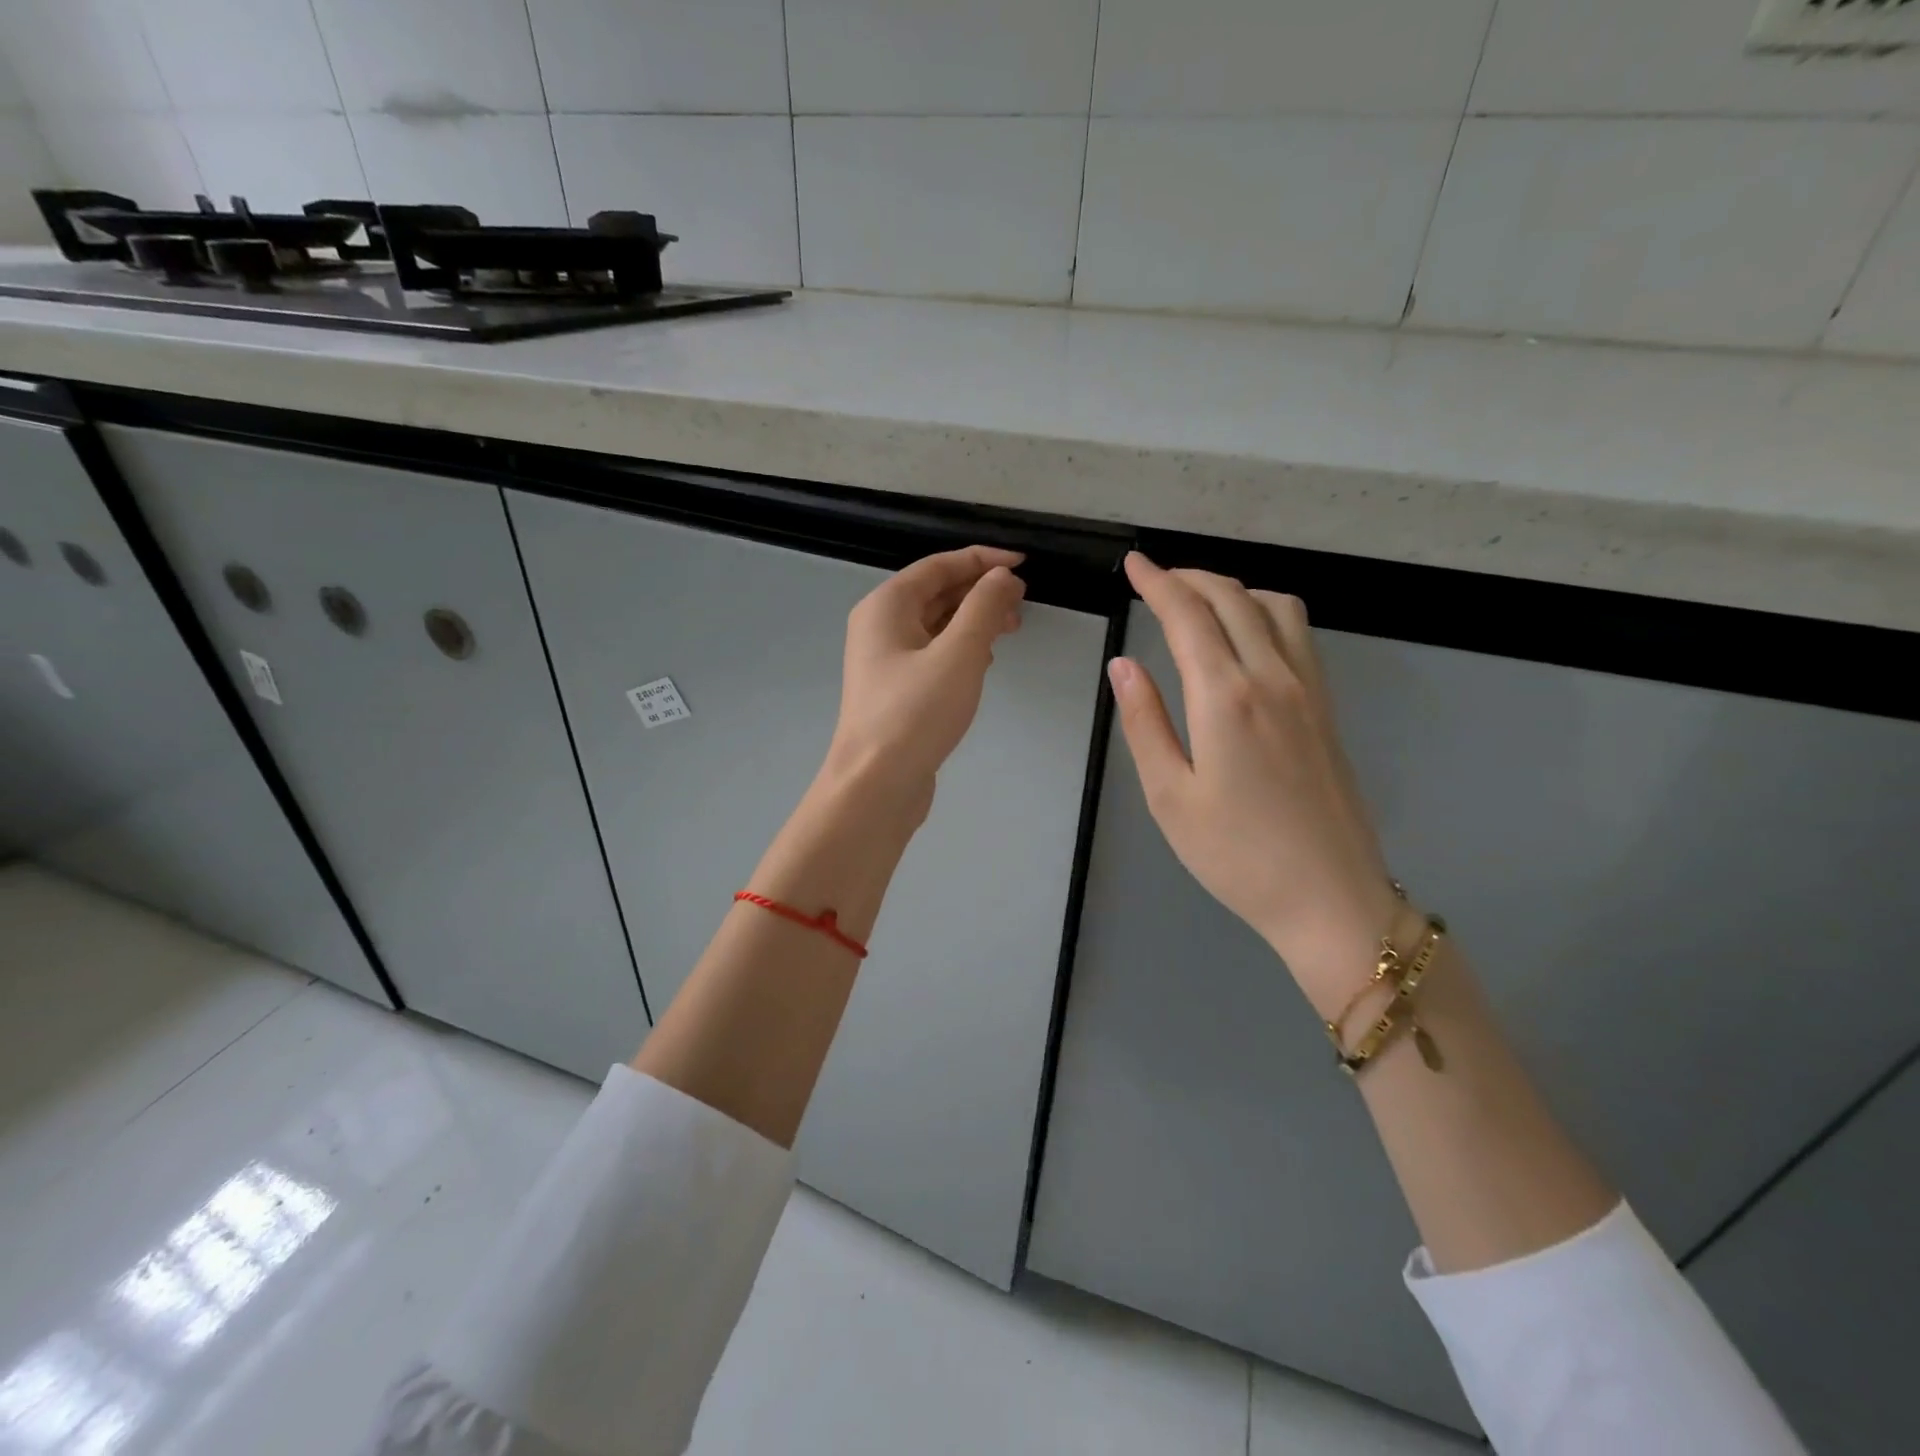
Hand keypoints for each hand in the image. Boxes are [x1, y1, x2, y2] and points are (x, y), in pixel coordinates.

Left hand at [821, 546, 1026, 812]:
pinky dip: (962, 649)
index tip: (1023, 564)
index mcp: (886, 606)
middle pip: (936, 593)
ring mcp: (886, 660)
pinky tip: (985, 662)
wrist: (876, 785)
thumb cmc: (915, 714)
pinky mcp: (897, 690)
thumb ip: (984, 608)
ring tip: (1011, 630)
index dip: (982, 560)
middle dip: (980, 592)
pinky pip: (933, 653)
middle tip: (1022, 604)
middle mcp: (880, 626)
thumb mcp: (959, 654)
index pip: (939, 566)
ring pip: (936, 625)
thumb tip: (1002, 576)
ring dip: (974, 621)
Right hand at [1109, 552, 1399, 1012]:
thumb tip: (1123, 666)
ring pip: (1274, 606)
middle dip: (1190, 577)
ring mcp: (1309, 690)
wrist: (1330, 898)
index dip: (1157, 582)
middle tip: (1155, 578)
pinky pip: (1298, 633)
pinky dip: (1264, 610)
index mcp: (1226, 698)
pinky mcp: (1327, 708)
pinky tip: (1245, 634)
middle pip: (1233, 599)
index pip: (1188, 616)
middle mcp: (1272, 678)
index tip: (1134, 564)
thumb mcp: (1170, 797)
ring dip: (1232, 588)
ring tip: (1197, 600)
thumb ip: (1145, 723)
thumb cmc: (1237, 856)